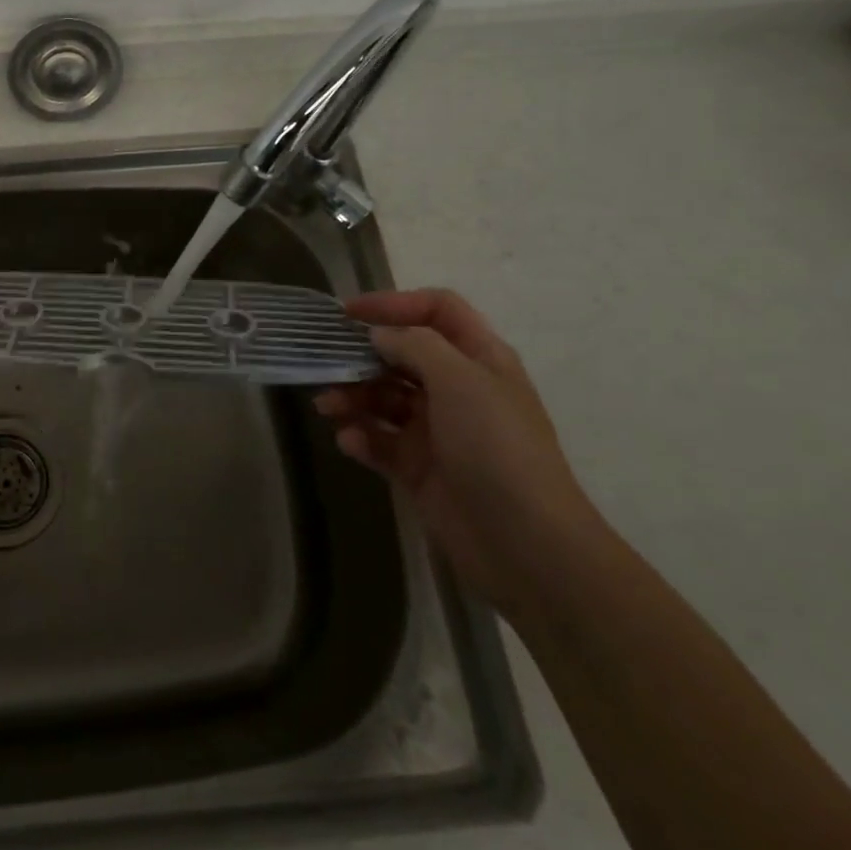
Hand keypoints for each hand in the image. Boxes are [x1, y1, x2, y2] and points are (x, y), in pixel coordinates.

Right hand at [315, 289, 599, 613]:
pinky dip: (361, 437)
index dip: (394, 303)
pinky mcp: (418, 468)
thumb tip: (377, 334)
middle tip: (324, 362)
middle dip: (361, 355)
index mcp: (479, 360)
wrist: (526, 546)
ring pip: (383, 398)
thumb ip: (414, 345)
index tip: (348, 312)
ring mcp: (437, 430)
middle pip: (401, 354)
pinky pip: (380, 441)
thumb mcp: (460, 381)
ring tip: (327, 407)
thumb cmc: (497, 448)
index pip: (437, 310)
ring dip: (352, 397)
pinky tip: (350, 442)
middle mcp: (457, 389)